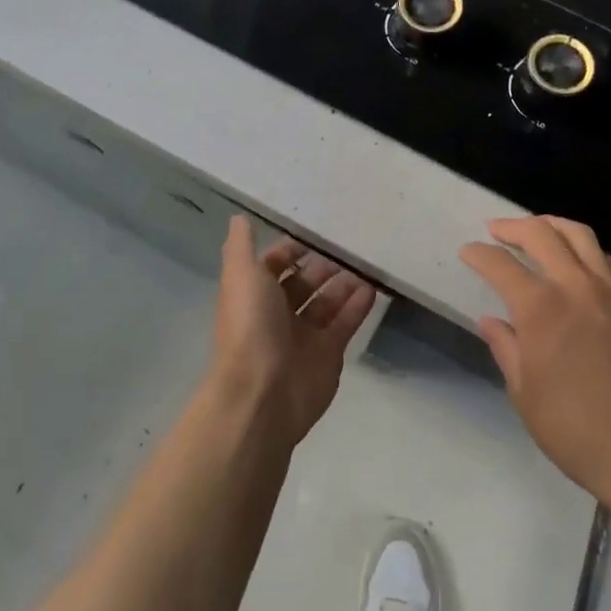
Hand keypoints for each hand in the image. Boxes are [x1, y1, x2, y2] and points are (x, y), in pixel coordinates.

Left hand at [210, 216, 377, 448]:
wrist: (262, 392)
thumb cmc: (250, 326)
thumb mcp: (240, 275)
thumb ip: (241, 246)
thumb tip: (238, 218)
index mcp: (255, 294)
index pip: (275, 265)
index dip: (291, 251)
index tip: (315, 235)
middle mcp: (278, 314)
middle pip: (303, 284)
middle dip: (322, 267)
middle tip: (347, 249)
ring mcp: (304, 336)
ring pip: (327, 303)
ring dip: (344, 284)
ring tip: (365, 267)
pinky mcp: (328, 354)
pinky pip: (345, 324)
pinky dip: (358, 306)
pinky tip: (372, 289)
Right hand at [462, 216, 610, 522]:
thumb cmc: (572, 427)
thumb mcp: (523, 391)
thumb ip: (505, 346)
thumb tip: (491, 320)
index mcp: (540, 308)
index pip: (500, 265)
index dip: (479, 254)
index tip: (467, 252)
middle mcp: (575, 286)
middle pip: (541, 234)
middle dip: (512, 227)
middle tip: (495, 230)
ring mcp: (610, 291)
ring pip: (579, 235)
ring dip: (551, 225)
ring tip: (536, 230)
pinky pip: (607, 259)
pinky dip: (585, 249)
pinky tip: (576, 260)